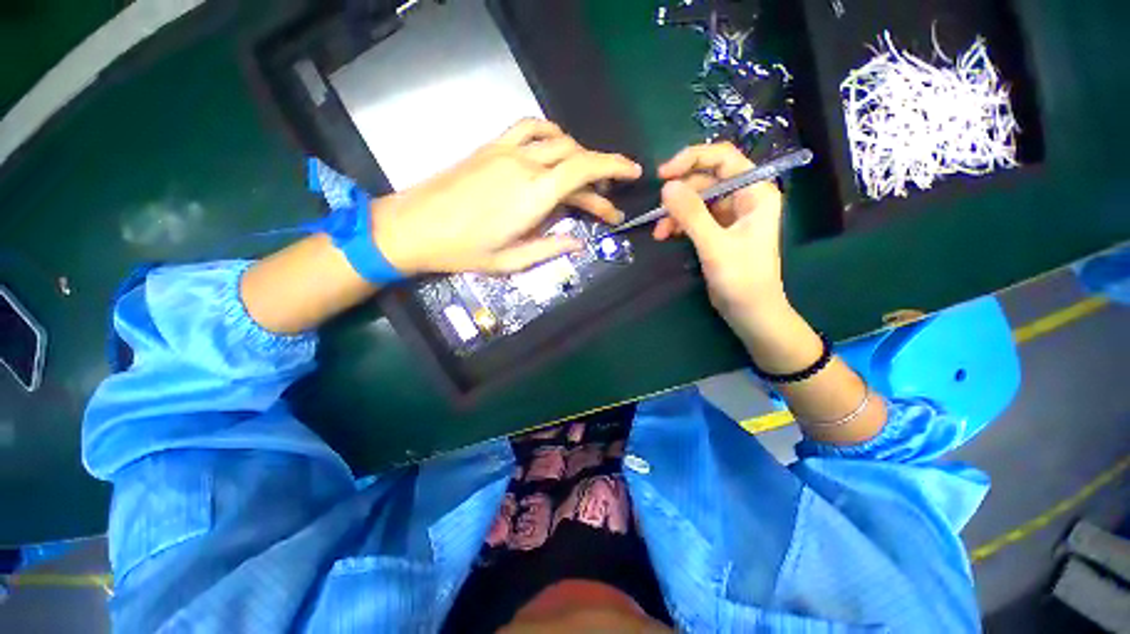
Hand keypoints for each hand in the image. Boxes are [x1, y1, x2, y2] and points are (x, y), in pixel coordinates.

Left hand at [373, 119, 641, 274]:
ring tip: (586, 179)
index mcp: (533, 196)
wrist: (414, 227)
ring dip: (579, 156)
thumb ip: (549, 249)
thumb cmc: (463, 251)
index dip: (614, 167)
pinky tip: (557, 146)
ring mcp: (506, 151)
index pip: (584, 170)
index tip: (633, 174)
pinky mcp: (491, 147)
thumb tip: (578, 242)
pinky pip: (528, 127)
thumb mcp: (511, 262)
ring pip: (558, 141)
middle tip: (608, 204)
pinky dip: (550, 132)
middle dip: (601, 176)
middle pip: (576, 158)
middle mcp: (525, 166)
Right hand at [655, 143, 788, 334]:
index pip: (723, 158)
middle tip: (657, 213)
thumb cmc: (742, 278)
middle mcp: (744, 197)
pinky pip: (695, 218)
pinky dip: (679, 224)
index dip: (692, 159)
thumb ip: (692, 214)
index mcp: (755, 192)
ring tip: (659, 233)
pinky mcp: (719, 231)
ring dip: (675, 213)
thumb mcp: (715, 245)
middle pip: (706, 180)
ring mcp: (731, 215)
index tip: (663, 174)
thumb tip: (666, 187)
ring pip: (697, 201)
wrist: (751, 312)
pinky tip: (666, 236)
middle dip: (679, 196)